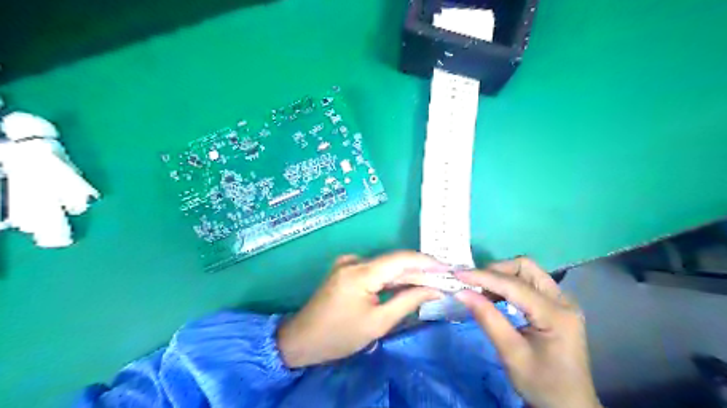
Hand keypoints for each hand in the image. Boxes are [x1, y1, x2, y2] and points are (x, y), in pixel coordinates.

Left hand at [278, 250, 442, 367]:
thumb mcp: (378, 323)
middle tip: (445, 278)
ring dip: (407, 275)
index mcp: (360, 272)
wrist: (302, 339)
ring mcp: (348, 263)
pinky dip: (392, 278)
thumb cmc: (340, 335)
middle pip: (394, 262)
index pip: (401, 259)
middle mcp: (354, 261)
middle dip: (420, 270)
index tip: (449, 267)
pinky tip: (407, 285)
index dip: (427, 261)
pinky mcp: (346, 269)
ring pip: (385, 266)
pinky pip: (375, 270)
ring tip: (433, 282)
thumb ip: (408, 302)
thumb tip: (435, 290)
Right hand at [453, 259, 602, 407]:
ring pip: (527, 272)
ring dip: (501, 276)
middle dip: (496, 270)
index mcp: (556, 314)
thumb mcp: (511, 354)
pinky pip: (529, 283)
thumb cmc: (541, 384)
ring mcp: (562, 301)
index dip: (483, 277)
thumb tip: (461, 292)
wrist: (569, 406)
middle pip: (525, 267)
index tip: (457, 274)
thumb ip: (487, 319)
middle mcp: (563, 300)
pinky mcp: (556, 305)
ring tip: (480, 291)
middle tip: (472, 283)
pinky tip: (495, 297)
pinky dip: (509, 284)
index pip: (514, 285)